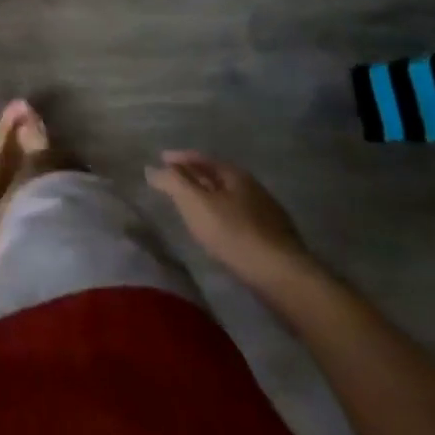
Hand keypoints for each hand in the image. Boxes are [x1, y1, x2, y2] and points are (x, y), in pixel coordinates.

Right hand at [145, 152, 316, 291]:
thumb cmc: (234, 233)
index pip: (200, 158)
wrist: (283, 277)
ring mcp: (266, 213)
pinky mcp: (272, 238)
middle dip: (193, 176)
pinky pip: (238, 218)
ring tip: (190, 206)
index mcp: (234, 174)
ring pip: (228, 198)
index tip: (160, 159)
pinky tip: (216, 229)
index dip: (178, 158)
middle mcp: (252, 188)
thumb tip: (151, 168)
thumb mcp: (195, 203)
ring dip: (208, 198)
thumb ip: (172, 182)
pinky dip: (221, 216)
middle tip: (172, 181)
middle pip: (216, 176)